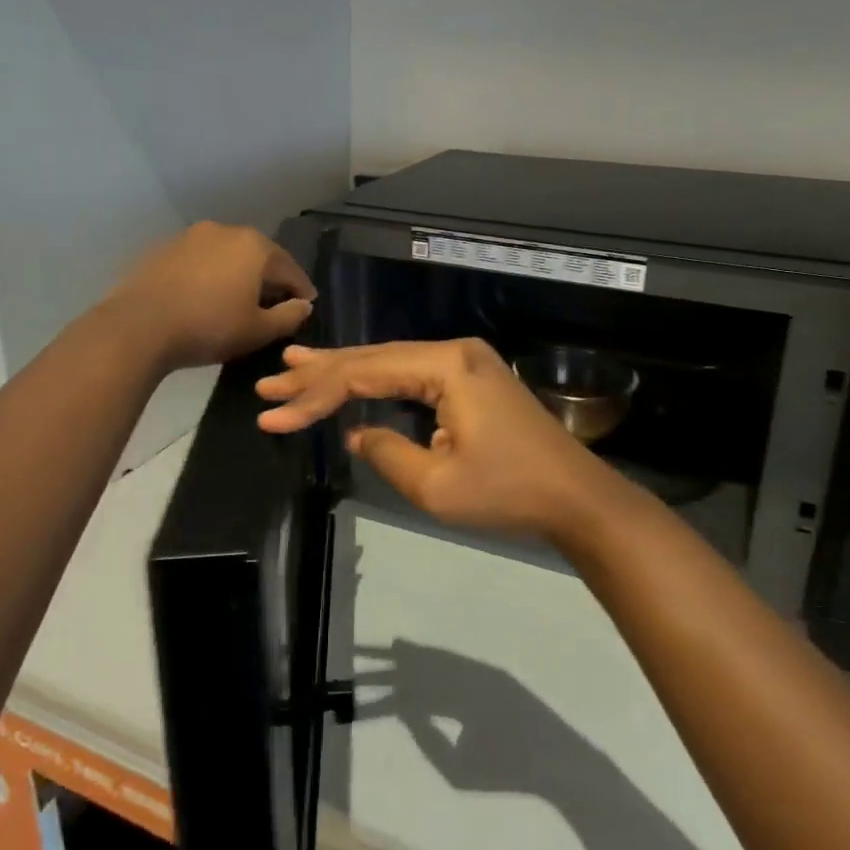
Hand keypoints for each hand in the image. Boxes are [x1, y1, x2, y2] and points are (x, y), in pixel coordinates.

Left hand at [101, 222, 315, 371]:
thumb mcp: (258, 331)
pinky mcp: (165, 248)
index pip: (290, 269)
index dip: (302, 291)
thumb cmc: (209, 327)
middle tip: (273, 305)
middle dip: (269, 279)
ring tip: (237, 301)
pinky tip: (205, 297)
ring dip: (238, 275)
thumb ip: (290, 316)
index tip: (306, 307)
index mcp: (256, 247)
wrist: (138, 326)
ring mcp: (192, 236)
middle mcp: (226, 231)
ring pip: (228, 256)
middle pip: (259, 257)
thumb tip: (303, 305)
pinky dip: (210, 275)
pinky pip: (200, 261)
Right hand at [255, 338, 640, 545]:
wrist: (577, 497)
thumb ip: (386, 453)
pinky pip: (412, 376)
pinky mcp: (472, 381)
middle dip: (320, 371)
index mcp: (446, 365)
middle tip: (272, 377)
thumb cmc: (509, 492)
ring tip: (296, 367)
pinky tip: (351, 381)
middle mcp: (454, 352)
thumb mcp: (436, 485)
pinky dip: (377, 381)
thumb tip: (358, 432)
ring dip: (344, 371)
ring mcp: (466, 364)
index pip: (364, 373)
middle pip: (374, 358)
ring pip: (391, 364)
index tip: (272, 414)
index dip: (314, 395)